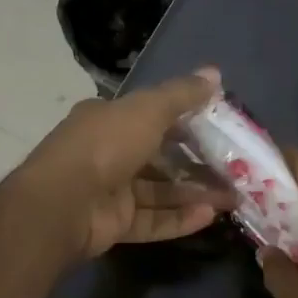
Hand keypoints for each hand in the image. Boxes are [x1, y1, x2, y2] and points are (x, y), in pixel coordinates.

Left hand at [16, 69, 236, 260]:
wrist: (63, 203)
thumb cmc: (106, 145)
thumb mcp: (148, 110)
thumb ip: (182, 94)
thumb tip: (214, 73)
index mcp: (108, 119)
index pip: (151, 116)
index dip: (186, 121)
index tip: (220, 128)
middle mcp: (107, 153)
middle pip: (159, 157)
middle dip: (197, 163)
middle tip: (235, 169)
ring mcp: (110, 191)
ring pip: (159, 192)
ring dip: (194, 193)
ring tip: (232, 197)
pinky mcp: (114, 224)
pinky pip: (152, 221)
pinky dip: (179, 219)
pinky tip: (210, 216)